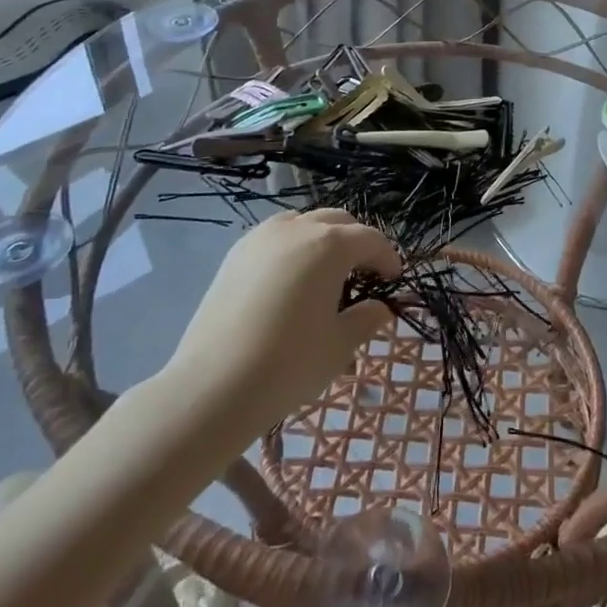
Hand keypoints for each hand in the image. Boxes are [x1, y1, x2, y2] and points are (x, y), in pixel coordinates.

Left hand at [168, 210, 398, 433]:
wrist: (213, 386)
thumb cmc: (289, 363)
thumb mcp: (340, 346)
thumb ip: (366, 319)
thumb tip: (378, 308)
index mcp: (330, 245)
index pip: (370, 239)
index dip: (387, 257)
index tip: (393, 279)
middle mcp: (296, 229)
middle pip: (337, 221)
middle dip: (357, 241)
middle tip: (364, 272)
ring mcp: (260, 238)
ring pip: (303, 222)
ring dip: (322, 238)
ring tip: (326, 270)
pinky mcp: (235, 255)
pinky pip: (274, 236)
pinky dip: (292, 245)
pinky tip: (291, 278)